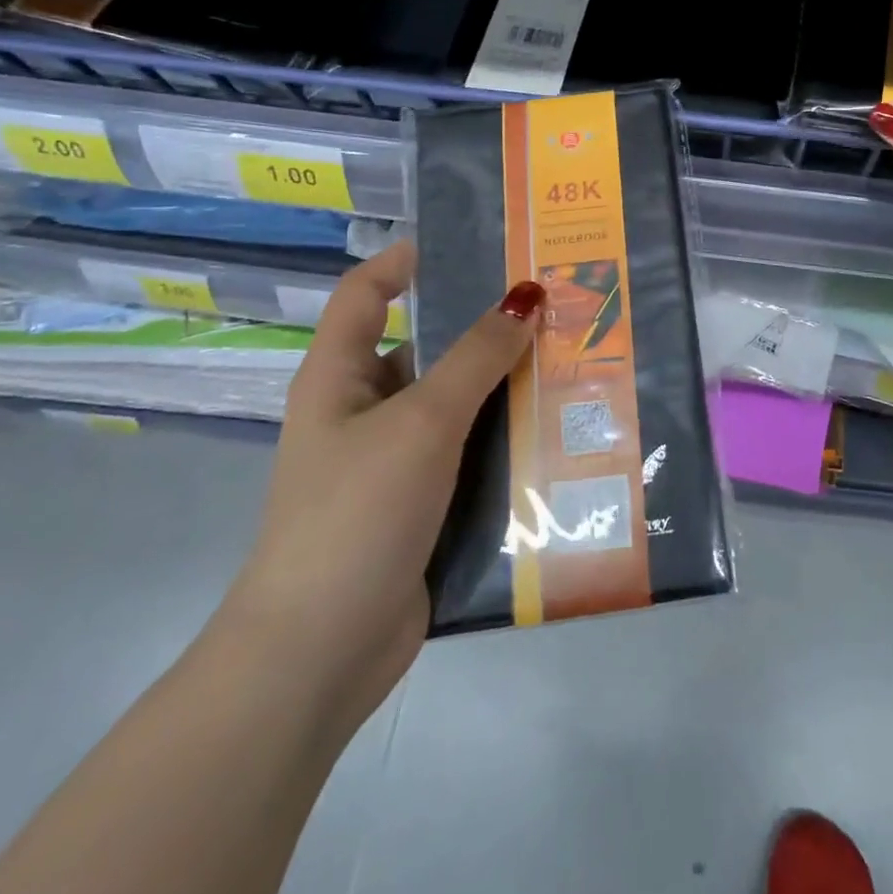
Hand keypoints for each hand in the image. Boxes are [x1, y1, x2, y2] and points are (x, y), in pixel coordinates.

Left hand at [211, 242, 543, 731]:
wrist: (321, 651)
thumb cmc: (357, 512)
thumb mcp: (422, 421)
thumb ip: (476, 357)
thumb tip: (527, 296)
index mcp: (340, 376)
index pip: (364, 293)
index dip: (402, 260)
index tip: (465, 242)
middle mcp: (364, 410)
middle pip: (424, 347)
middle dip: (481, 327)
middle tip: (550, 303)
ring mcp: (394, 460)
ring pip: (455, 404)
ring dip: (502, 386)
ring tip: (571, 358)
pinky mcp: (422, 502)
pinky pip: (469, 453)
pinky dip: (504, 438)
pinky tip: (557, 429)